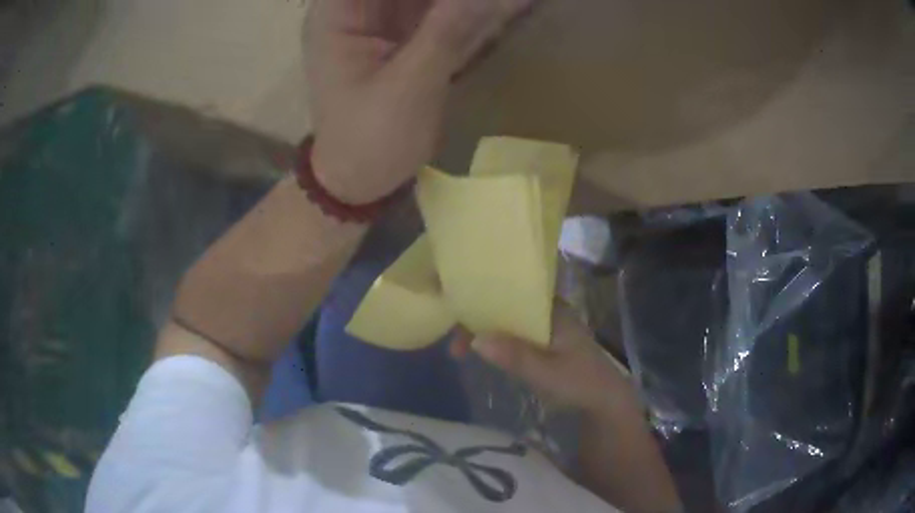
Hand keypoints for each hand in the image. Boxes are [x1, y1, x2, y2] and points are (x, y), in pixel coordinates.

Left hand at [305, 0, 531, 202]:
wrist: (359, 181)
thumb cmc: (369, 141)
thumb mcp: (408, 86)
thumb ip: (447, 31)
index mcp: (337, 14)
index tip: (467, 0)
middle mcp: (357, 9)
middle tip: (487, 4)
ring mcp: (382, 20)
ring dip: (463, 3)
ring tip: (508, 3)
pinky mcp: (404, 36)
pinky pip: (439, 13)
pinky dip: (469, 12)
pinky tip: (505, 8)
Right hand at [451, 302, 639, 414]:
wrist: (605, 401)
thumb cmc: (580, 382)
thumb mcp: (547, 372)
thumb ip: (515, 356)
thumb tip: (476, 338)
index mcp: (552, 310)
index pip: (513, 294)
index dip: (483, 301)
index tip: (458, 319)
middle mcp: (547, 313)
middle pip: (506, 307)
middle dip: (478, 321)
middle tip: (455, 346)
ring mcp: (545, 329)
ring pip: (507, 322)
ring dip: (484, 332)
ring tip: (459, 351)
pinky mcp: (542, 345)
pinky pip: (512, 335)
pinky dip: (495, 342)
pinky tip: (480, 352)